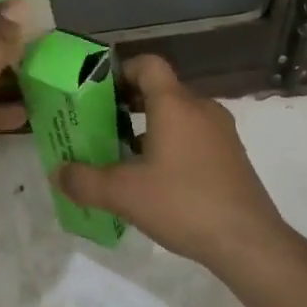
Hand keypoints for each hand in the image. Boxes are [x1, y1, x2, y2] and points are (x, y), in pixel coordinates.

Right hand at [55, 55, 282, 264]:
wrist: (249, 242)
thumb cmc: (183, 204)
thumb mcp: (124, 194)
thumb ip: (84, 181)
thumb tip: (57, 173)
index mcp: (175, 104)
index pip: (148, 64)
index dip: (121, 71)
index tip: (99, 93)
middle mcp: (201, 108)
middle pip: (161, 89)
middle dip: (128, 103)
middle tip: (102, 125)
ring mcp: (221, 132)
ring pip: (178, 114)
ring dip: (150, 126)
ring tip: (125, 155)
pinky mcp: (232, 156)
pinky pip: (195, 135)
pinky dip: (172, 143)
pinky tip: (158, 178)